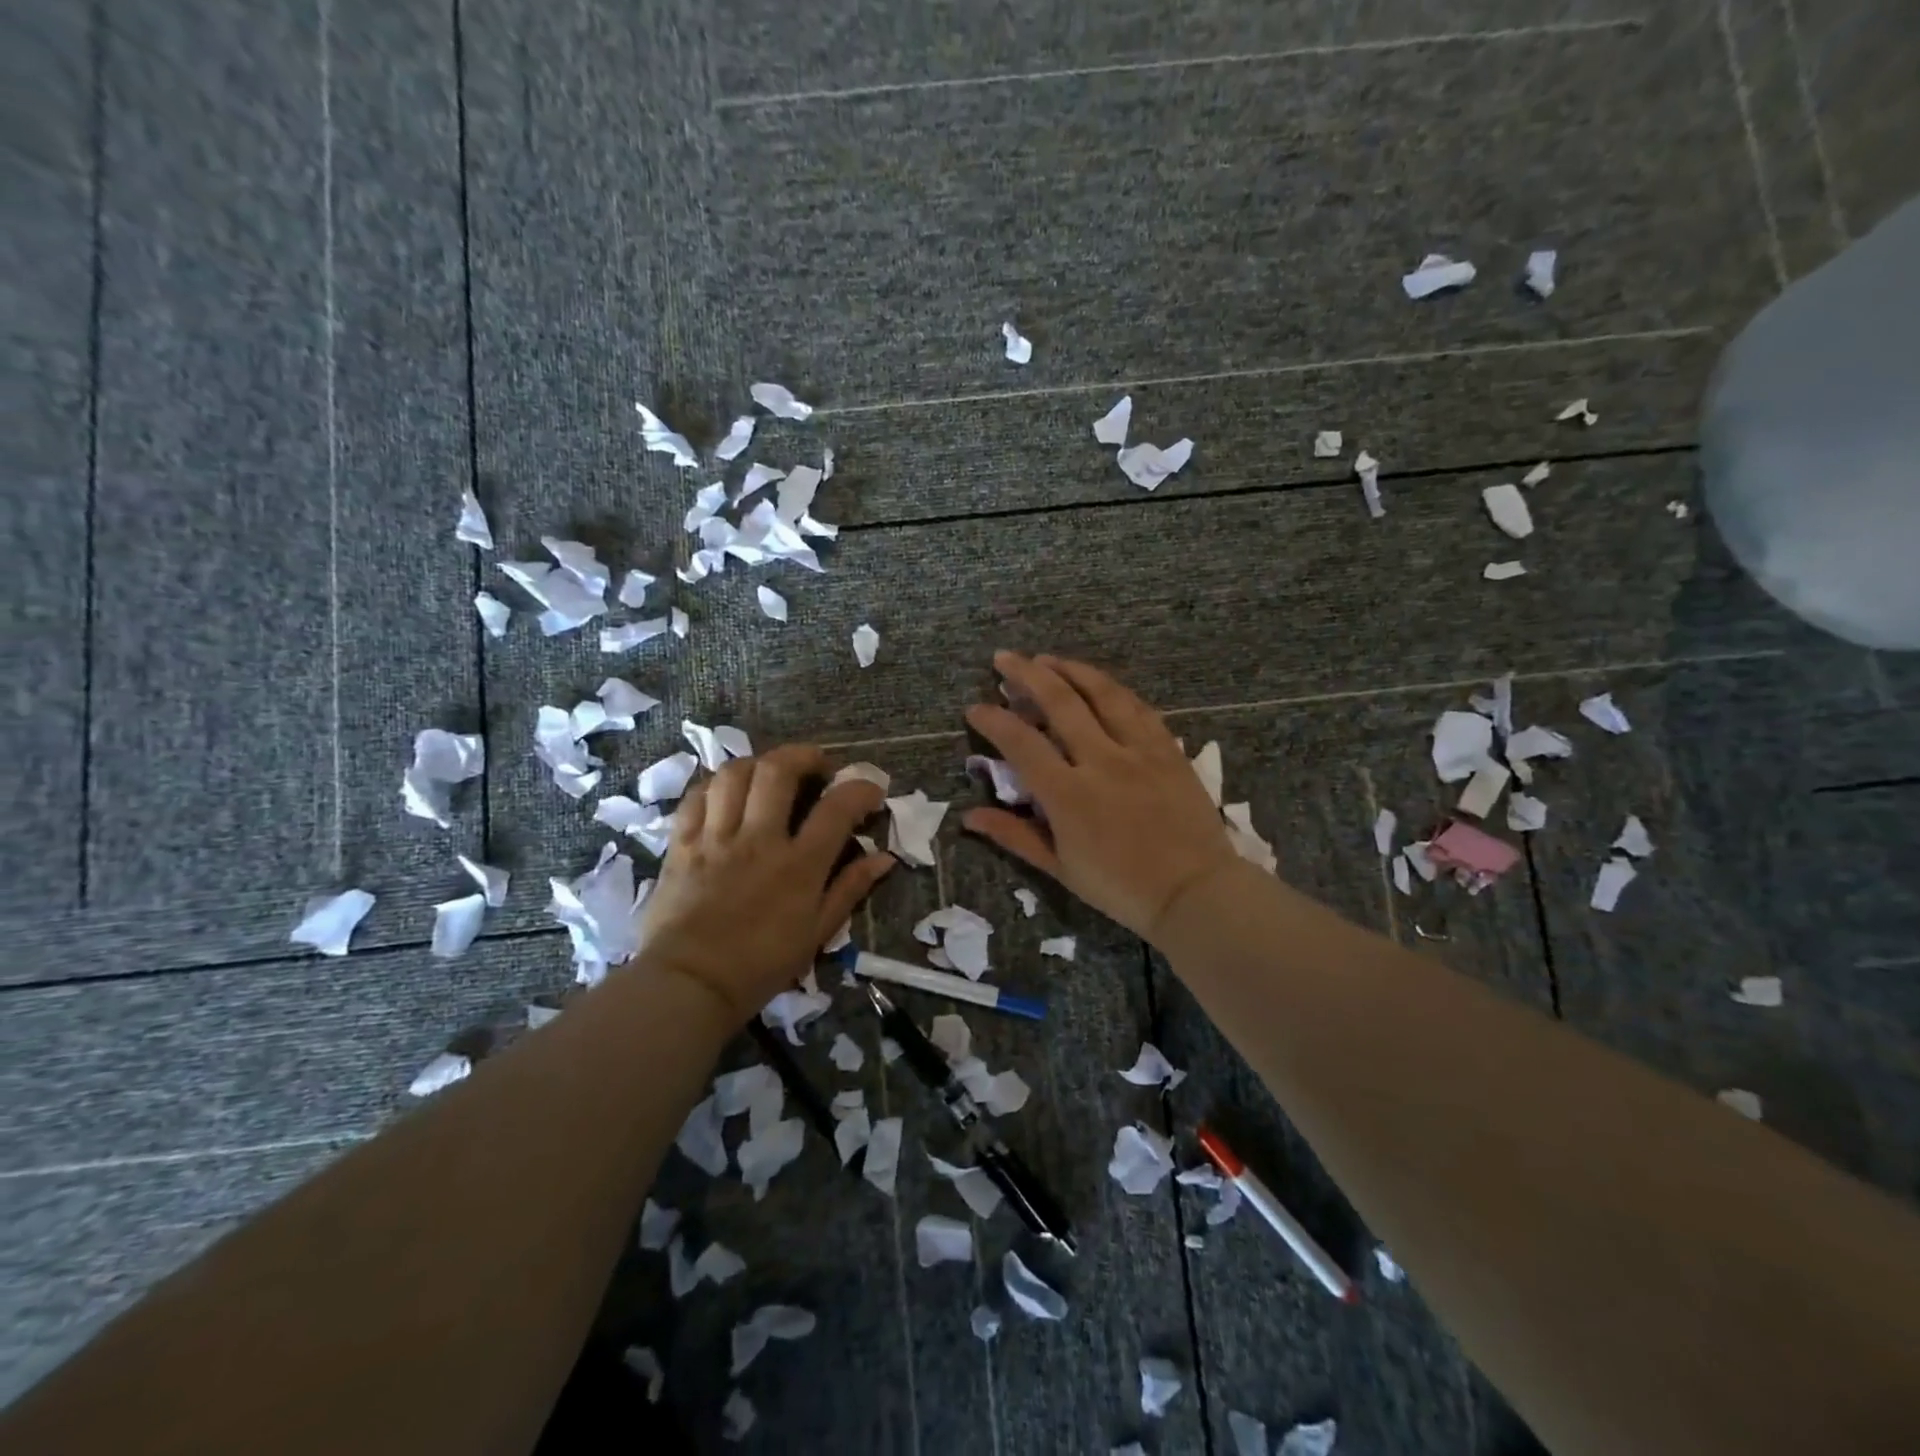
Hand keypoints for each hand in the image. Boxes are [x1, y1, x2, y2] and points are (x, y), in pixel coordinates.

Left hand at [635, 745, 894, 1022]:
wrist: (689, 986)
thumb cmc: (761, 965)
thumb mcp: (817, 933)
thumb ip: (850, 888)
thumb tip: (885, 858)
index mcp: (798, 865)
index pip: (837, 807)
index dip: (860, 788)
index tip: (870, 791)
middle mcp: (758, 840)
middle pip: (778, 772)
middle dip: (804, 756)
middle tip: (817, 766)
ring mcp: (716, 838)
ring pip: (734, 774)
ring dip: (759, 763)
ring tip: (771, 774)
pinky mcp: (682, 844)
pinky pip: (696, 797)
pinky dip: (716, 785)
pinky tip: (728, 793)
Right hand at [963, 652, 1239, 943]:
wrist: (1194, 891)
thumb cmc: (1120, 887)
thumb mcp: (1059, 867)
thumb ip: (1014, 834)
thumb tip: (969, 816)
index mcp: (1068, 794)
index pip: (1020, 743)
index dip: (993, 720)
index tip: (975, 708)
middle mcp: (1101, 760)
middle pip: (1059, 702)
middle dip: (1026, 674)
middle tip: (1004, 659)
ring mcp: (1139, 750)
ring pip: (1101, 693)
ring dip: (1070, 670)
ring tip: (1047, 658)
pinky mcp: (1167, 748)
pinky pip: (1137, 707)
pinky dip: (1112, 689)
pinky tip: (1098, 683)